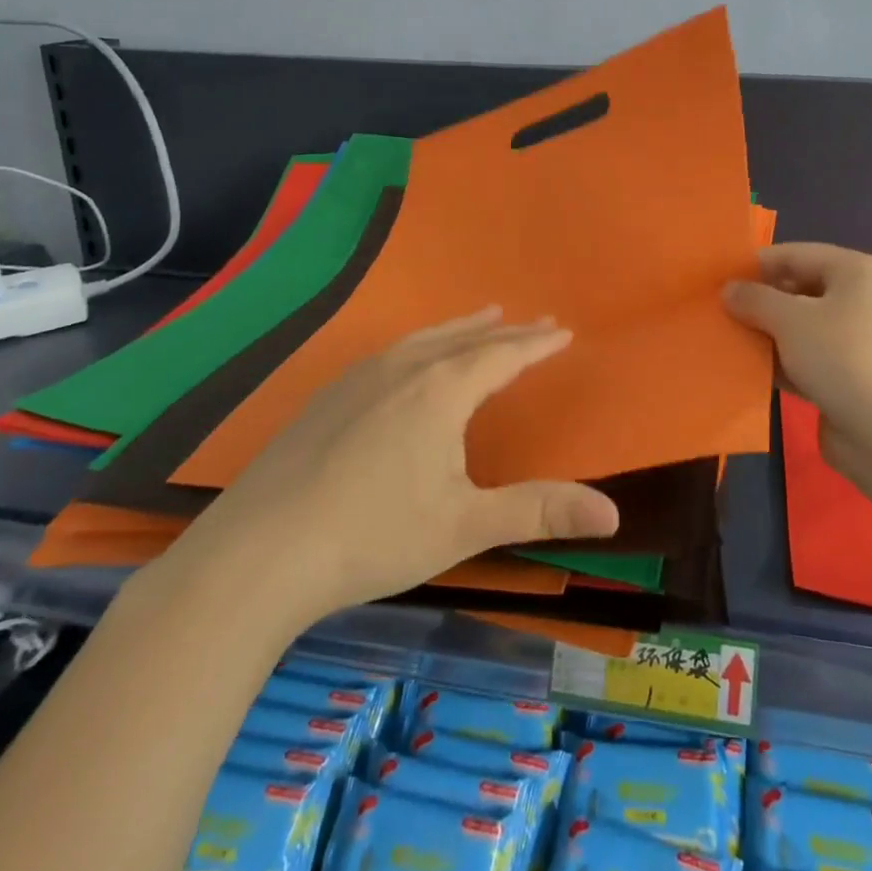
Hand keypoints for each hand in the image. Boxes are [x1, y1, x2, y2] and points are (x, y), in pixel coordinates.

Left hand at [150, 309, 619, 636]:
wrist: (258, 553)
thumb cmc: (373, 535)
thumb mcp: (465, 525)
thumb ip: (539, 511)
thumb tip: (613, 515)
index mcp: (441, 390)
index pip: (503, 355)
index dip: (537, 343)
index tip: (563, 329)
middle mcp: (403, 370)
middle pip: (466, 340)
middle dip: (506, 331)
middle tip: (535, 318)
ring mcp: (359, 379)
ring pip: (424, 339)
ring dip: (461, 328)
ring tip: (483, 317)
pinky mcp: (328, 397)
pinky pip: (392, 352)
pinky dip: (421, 343)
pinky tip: (410, 358)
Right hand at [724, 243, 871, 479]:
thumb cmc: (843, 358)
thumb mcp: (789, 320)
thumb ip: (754, 299)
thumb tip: (728, 290)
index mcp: (858, 271)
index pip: (796, 255)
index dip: (755, 265)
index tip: (717, 279)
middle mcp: (864, 300)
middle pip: (799, 290)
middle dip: (759, 302)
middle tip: (717, 312)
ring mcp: (860, 341)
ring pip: (802, 328)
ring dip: (767, 335)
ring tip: (725, 340)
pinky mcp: (852, 377)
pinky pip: (808, 359)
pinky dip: (782, 363)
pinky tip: (748, 370)